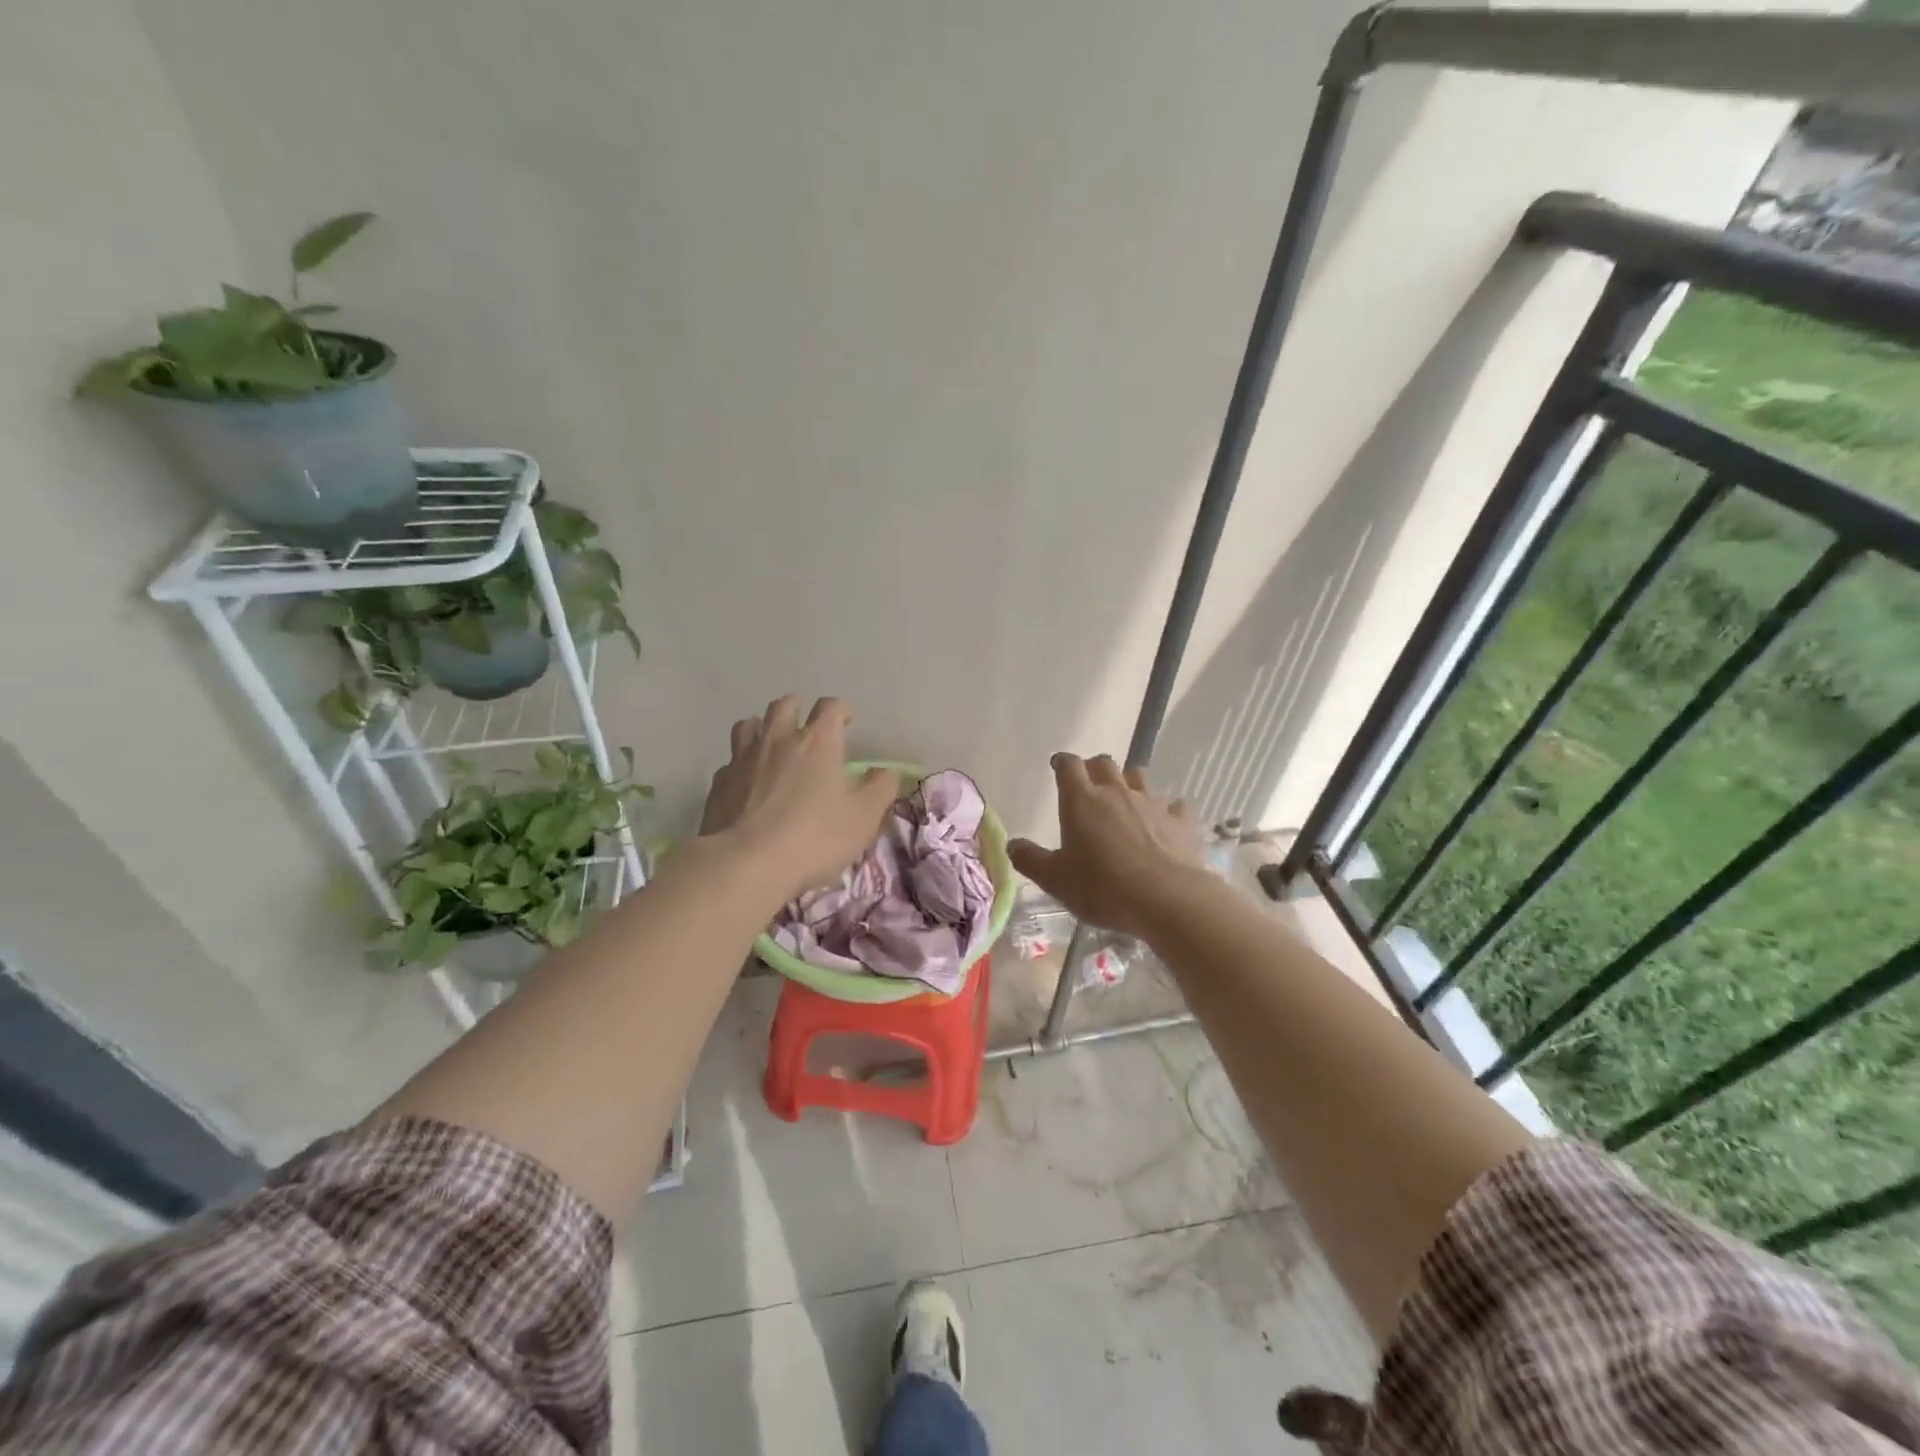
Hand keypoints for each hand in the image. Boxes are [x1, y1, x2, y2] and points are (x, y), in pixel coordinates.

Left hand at [700, 696, 899, 897]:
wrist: (746, 864)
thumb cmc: (814, 838)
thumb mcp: (864, 818)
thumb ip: (880, 789)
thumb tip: (885, 772)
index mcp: (818, 742)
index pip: (830, 707)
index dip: (840, 711)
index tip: (846, 723)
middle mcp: (778, 740)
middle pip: (785, 705)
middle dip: (798, 709)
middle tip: (807, 726)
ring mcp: (743, 759)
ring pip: (749, 724)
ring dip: (763, 728)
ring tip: (772, 744)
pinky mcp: (719, 783)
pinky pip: (730, 761)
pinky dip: (741, 764)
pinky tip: (747, 782)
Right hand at [1008, 754, 1205, 939]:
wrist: (1166, 900)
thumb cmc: (1102, 887)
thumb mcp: (1056, 880)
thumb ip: (1031, 860)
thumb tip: (1011, 845)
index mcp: (1081, 801)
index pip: (1069, 766)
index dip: (1063, 764)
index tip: (1059, 769)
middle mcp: (1116, 793)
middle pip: (1104, 763)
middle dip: (1094, 769)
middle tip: (1089, 786)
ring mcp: (1152, 803)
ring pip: (1139, 777)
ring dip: (1129, 783)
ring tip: (1125, 801)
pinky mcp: (1180, 821)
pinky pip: (1174, 806)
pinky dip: (1168, 811)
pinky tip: (1166, 824)